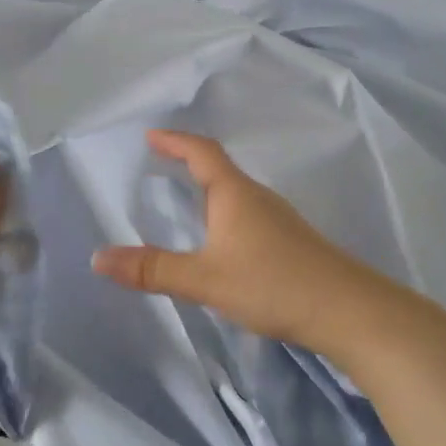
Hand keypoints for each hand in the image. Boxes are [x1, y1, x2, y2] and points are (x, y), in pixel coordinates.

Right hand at [90, 130, 383, 350]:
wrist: (347, 310)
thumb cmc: (271, 283)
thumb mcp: (204, 278)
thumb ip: (152, 270)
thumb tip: (98, 258)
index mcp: (234, 193)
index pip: (201, 152)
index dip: (175, 141)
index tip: (151, 135)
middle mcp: (257, 197)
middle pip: (220, 168)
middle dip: (189, 162)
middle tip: (161, 164)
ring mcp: (278, 218)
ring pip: (236, 192)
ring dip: (209, 188)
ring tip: (185, 199)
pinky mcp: (290, 240)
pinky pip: (248, 212)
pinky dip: (224, 211)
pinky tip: (222, 239)